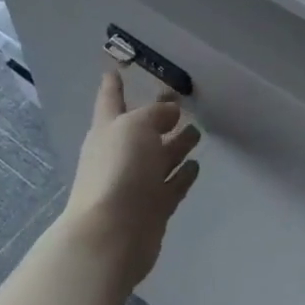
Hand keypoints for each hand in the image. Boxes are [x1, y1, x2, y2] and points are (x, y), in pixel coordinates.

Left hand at [61, 68, 201, 288]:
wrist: (111, 235)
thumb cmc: (118, 170)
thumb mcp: (136, 127)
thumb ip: (155, 114)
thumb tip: (170, 111)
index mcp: (108, 129)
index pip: (110, 99)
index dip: (113, 84)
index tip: (115, 69)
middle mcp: (121, 153)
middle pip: (142, 130)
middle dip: (158, 116)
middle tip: (180, 102)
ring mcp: (137, 183)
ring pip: (160, 157)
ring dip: (176, 145)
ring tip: (196, 132)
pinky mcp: (153, 208)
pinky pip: (172, 185)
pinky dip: (183, 175)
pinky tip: (196, 165)